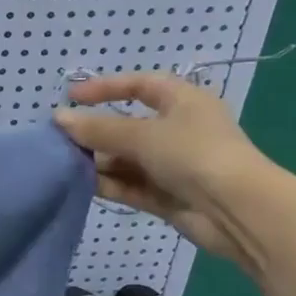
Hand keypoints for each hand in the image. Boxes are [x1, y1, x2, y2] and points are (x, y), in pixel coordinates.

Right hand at [53, 72, 275, 265]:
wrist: (237, 211)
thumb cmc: (194, 155)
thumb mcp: (142, 135)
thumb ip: (98, 128)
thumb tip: (59, 118)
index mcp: (183, 102)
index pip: (140, 85)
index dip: (106, 87)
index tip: (72, 97)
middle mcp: (178, 130)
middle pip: (128, 125)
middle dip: (96, 132)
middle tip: (61, 139)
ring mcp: (172, 165)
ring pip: (126, 159)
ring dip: (98, 161)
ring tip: (65, 164)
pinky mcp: (166, 196)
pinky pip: (130, 185)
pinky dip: (108, 184)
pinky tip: (82, 185)